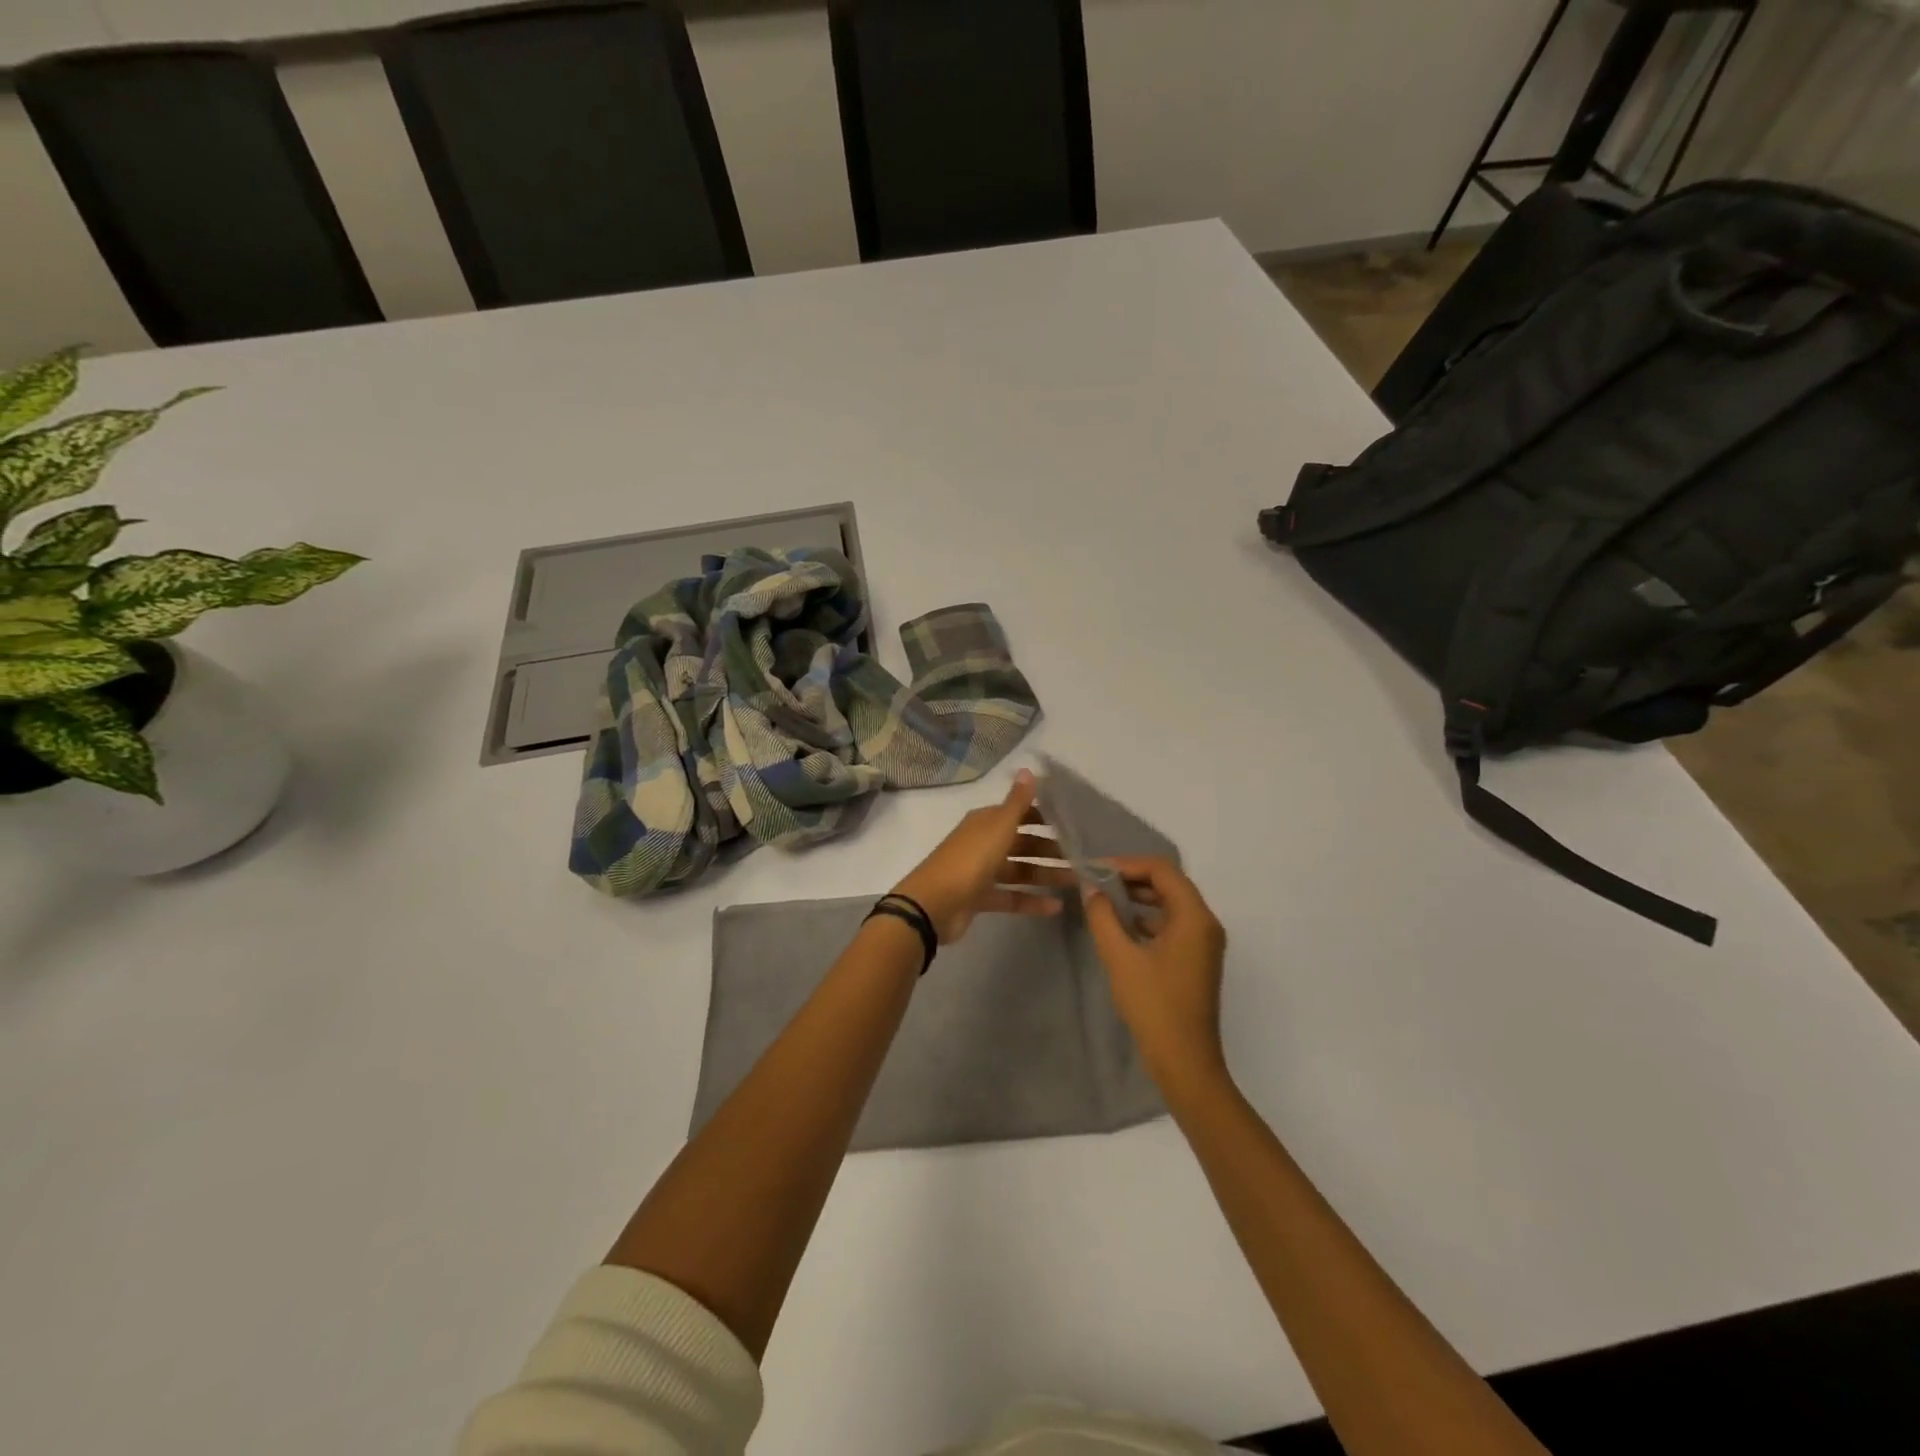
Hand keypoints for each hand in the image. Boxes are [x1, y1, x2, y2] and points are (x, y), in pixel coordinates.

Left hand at [892, 769, 1070, 942]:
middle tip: (1083, 858)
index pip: (1020, 814)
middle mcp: (984, 843)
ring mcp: (981, 872)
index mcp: (986, 822)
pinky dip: (1032, 901)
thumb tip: (1028, 769)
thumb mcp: (997, 827)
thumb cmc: (970, 859)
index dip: (1045, 818)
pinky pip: (1012, 897)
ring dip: (1046, 875)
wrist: (933, 904)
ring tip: (1077, 881)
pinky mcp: (980, 898)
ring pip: (1020, 871)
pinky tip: (1057, 906)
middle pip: (1023, 844)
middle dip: (1050, 850)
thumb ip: (1017, 802)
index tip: (1074, 824)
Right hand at [1083, 858, 1229, 1095]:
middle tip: (1096, 881)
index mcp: (1195, 917)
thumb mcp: (1120, 957)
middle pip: (1169, 884)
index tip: (1095, 869)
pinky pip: (1173, 925)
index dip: (1127, 863)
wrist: (1185, 1061)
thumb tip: (1092, 888)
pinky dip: (1148, 918)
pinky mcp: (1197, 959)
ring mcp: (1204, 943)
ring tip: (1104, 900)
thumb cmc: (1154, 1005)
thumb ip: (1103, 916)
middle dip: (1132, 878)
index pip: (1162, 870)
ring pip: (1171, 904)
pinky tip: (1122, 927)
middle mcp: (1206, 923)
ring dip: (1139, 897)